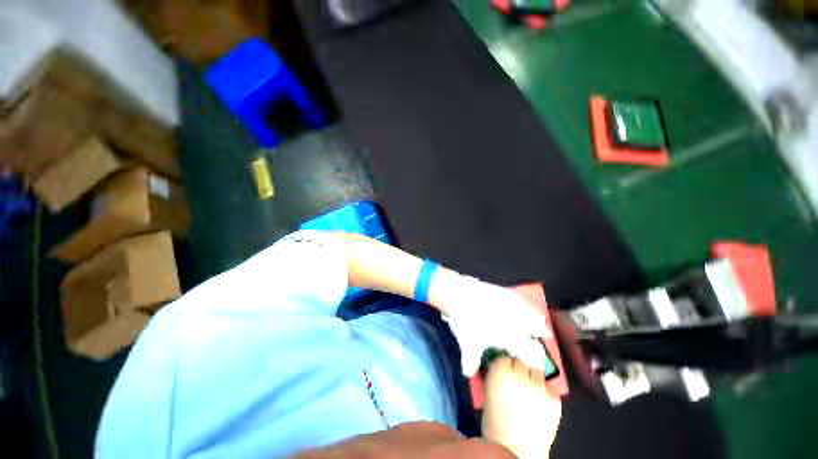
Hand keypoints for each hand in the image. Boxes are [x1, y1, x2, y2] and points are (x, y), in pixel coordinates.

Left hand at [430, 273, 551, 375]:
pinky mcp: (505, 292)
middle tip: (541, 334)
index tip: (539, 360)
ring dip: (534, 316)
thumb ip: (470, 361)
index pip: (532, 350)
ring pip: (532, 311)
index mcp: (511, 337)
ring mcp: (512, 304)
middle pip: (539, 327)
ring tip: (534, 318)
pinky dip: (522, 303)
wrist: (462, 297)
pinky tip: (519, 303)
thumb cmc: (467, 323)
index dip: (537, 357)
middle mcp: (517, 321)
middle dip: (541, 332)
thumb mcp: (468, 344)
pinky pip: (519, 299)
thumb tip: (467, 373)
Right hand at [482, 357, 561, 458]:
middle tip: (518, 379)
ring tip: (530, 391)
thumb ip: (497, 377)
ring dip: (533, 378)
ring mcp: (539, 386)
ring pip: (537, 372)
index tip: (506, 371)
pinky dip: (545, 393)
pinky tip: (540, 404)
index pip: (506, 357)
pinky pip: (549, 388)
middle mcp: (520, 373)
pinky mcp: (554, 398)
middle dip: (520, 368)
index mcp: (500, 370)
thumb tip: (503, 370)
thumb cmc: (495, 425)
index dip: (506, 365)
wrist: (517, 452)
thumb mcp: (489, 393)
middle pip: (522, 361)